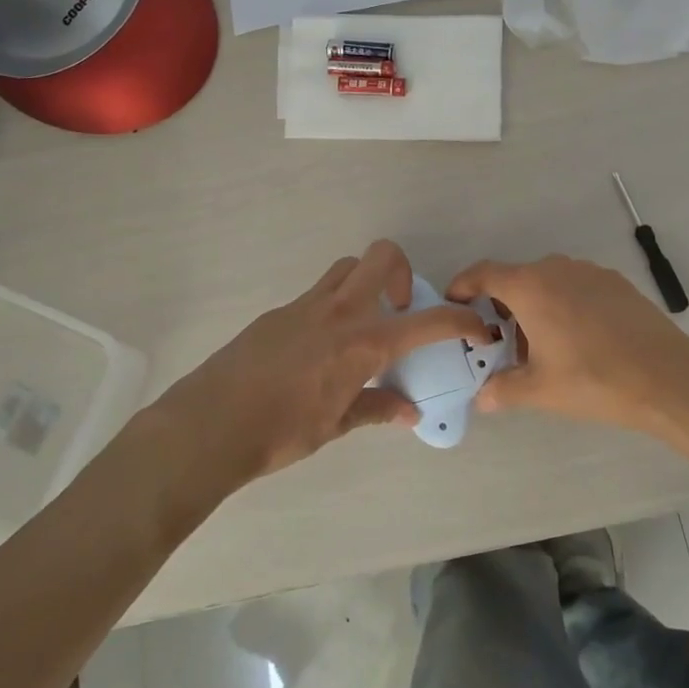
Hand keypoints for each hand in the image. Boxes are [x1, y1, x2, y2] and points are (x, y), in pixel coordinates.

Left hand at [167, 240, 485, 481]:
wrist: (211, 423)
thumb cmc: (282, 431)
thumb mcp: (337, 425)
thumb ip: (377, 409)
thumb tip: (409, 412)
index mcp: (363, 343)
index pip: (428, 322)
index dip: (461, 321)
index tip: (477, 326)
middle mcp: (340, 312)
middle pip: (382, 256)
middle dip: (404, 271)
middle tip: (400, 310)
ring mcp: (306, 305)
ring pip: (347, 267)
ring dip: (366, 282)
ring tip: (363, 324)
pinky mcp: (279, 311)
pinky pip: (317, 294)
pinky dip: (333, 307)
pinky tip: (319, 348)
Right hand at [446, 254, 688, 439]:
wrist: (667, 377)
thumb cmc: (593, 379)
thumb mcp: (540, 390)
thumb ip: (503, 389)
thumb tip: (482, 399)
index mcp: (530, 287)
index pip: (484, 273)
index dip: (464, 284)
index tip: (454, 300)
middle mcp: (557, 269)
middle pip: (517, 278)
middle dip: (503, 305)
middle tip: (501, 340)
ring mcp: (590, 272)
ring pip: (549, 282)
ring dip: (536, 305)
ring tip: (541, 344)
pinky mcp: (616, 283)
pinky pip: (576, 286)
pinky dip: (564, 304)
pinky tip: (579, 339)